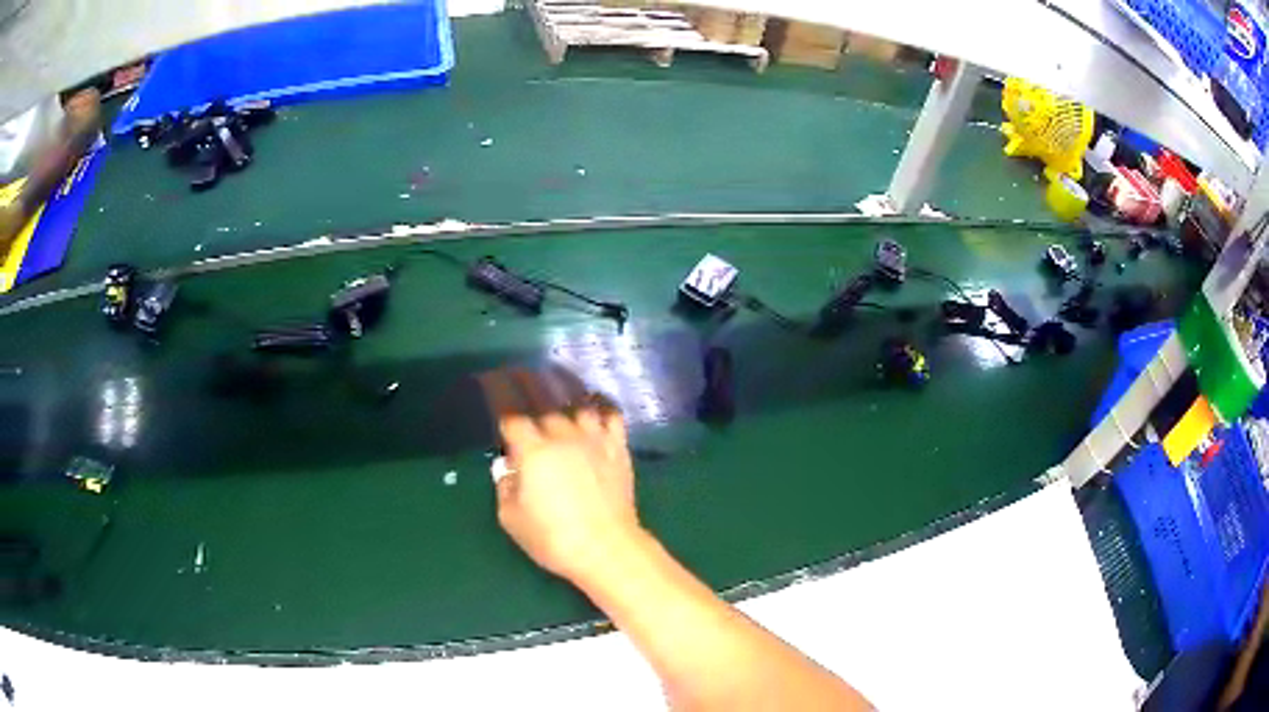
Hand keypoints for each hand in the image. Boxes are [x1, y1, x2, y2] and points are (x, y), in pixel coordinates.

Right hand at [479, 367, 641, 582]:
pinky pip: (610, 413)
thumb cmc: (553, 539)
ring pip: (576, 399)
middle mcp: (562, 434)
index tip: (489, 382)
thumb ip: (505, 485)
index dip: (497, 393)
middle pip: (541, 396)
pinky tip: (593, 400)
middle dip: (525, 380)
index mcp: (532, 450)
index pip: (509, 412)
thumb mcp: (511, 518)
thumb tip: (508, 466)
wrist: (606, 548)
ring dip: (561, 385)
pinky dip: (600, 403)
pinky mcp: (617, 447)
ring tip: (553, 377)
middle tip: (516, 371)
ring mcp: (593, 438)